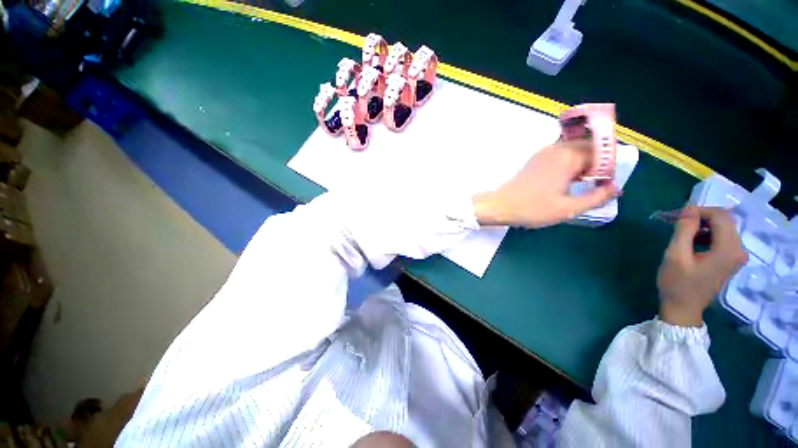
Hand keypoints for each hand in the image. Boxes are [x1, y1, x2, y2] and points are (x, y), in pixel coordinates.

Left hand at [472, 140, 617, 227]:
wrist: (500, 205)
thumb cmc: (532, 208)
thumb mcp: (567, 208)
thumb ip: (596, 198)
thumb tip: (616, 188)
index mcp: (568, 156)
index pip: (601, 153)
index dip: (609, 168)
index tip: (606, 185)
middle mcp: (557, 148)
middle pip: (588, 147)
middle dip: (598, 163)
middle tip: (597, 184)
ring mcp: (544, 152)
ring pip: (574, 150)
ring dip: (584, 163)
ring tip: (583, 183)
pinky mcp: (536, 159)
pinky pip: (561, 155)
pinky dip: (570, 163)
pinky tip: (568, 180)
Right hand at [657, 207, 747, 326]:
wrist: (683, 308)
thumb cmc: (677, 283)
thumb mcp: (675, 255)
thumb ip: (684, 230)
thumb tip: (689, 208)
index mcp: (728, 249)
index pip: (720, 216)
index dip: (700, 210)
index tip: (678, 215)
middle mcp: (739, 250)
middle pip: (724, 220)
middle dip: (701, 217)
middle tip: (678, 222)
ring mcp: (737, 256)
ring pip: (723, 228)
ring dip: (703, 225)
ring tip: (682, 232)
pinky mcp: (731, 260)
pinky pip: (722, 238)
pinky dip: (707, 234)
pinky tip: (692, 241)